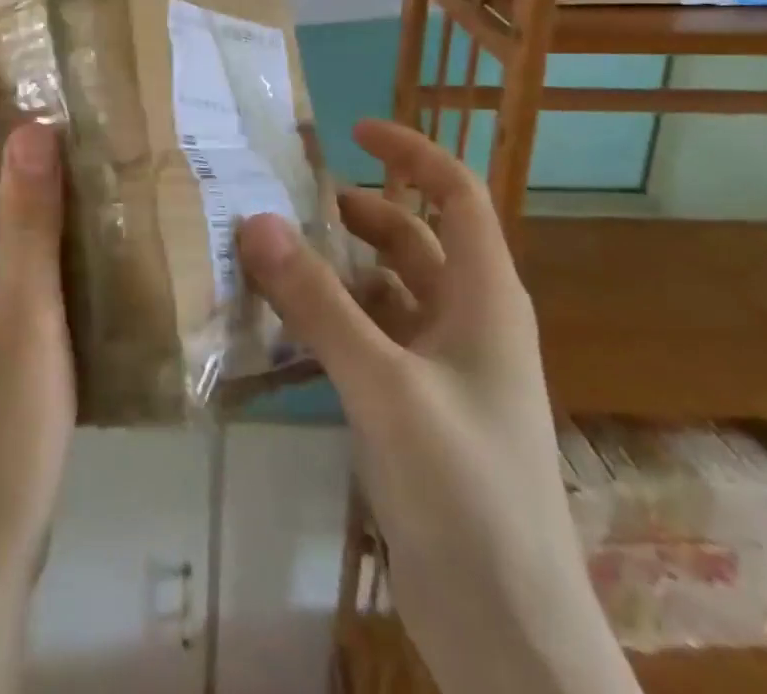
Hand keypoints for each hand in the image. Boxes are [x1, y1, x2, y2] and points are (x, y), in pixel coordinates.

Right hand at [238, 120, 638, 693]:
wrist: (511, 637)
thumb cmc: (466, 492)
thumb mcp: (384, 385)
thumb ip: (317, 303)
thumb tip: (255, 220)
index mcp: (485, 298)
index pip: (456, 194)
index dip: (411, 153)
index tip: (352, 130)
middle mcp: (469, 322)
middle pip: (413, 239)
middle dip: (358, 211)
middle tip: (289, 197)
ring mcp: (445, 370)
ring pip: (387, 291)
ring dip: (337, 267)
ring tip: (272, 254)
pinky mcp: (418, 410)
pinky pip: (371, 339)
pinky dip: (332, 319)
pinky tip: (283, 325)